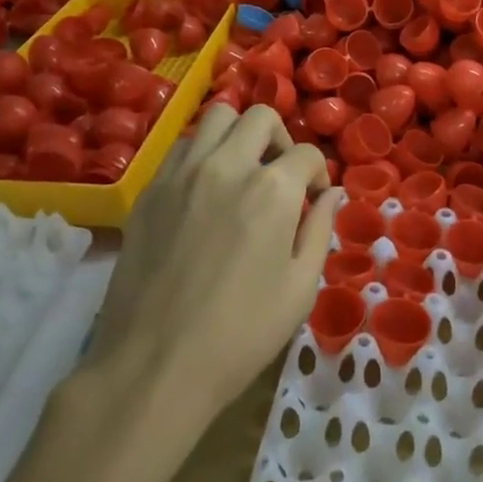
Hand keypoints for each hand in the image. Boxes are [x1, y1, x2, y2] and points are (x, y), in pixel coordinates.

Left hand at [86, 104, 342, 423]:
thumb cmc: (241, 334)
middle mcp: (227, 165)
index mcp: (272, 190)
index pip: (307, 153)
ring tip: (241, 171)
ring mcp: (182, 172)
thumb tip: (332, 193)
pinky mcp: (150, 189)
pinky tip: (205, 189)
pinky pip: (182, 146)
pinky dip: (202, 152)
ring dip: (238, 135)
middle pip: (261, 117)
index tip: (314, 198)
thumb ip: (320, 229)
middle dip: (280, 140)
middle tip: (280, 175)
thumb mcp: (300, 288)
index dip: (318, 174)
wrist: (155, 364)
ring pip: (216, 117)